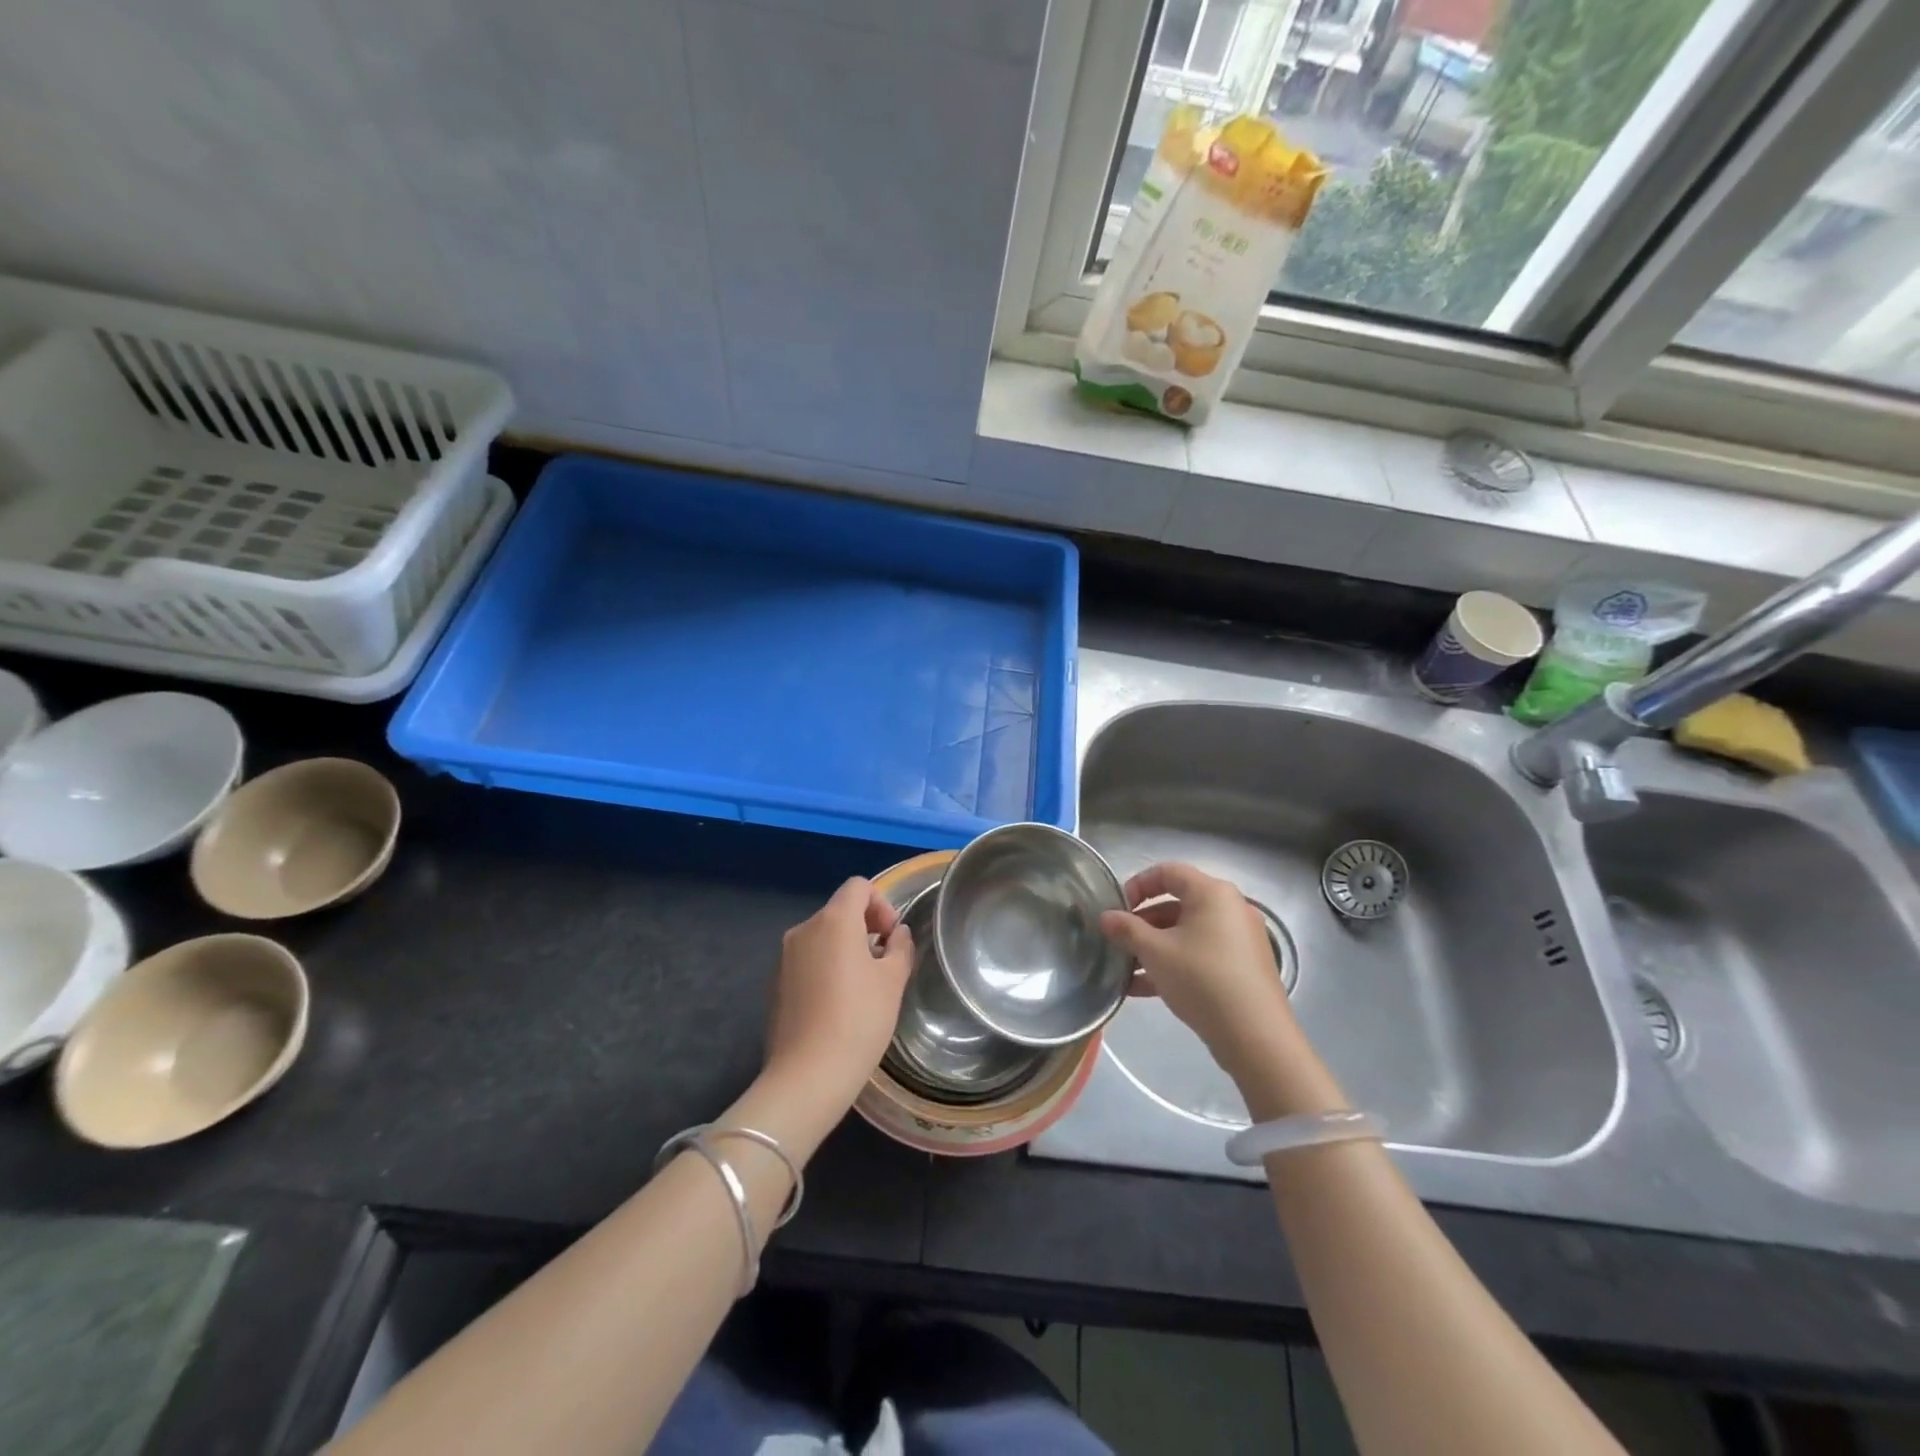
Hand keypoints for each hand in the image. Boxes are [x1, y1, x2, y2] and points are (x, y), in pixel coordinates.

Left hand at [765, 878, 912, 1110]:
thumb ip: (899, 948)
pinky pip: (807, 960)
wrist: (807, 1076)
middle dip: (865, 927)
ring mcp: (784, 957)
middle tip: (884, 963)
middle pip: (839, 910)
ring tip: (863, 987)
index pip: (858, 886)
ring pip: (822, 936)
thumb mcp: (893, 982)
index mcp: (834, 920)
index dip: (881, 903)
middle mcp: (804, 929)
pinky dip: (825, 968)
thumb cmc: (859, 1021)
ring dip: (845, 949)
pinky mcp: (775, 983)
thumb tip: (896, 934)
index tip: (891, 937)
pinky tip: (837, 1005)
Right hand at [1100, 862, 1298, 1078]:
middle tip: (1119, 942)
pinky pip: (1202, 953)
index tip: (1117, 908)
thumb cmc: (1201, 979)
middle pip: (1177, 903)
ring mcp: (1240, 939)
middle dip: (1143, 923)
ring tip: (1126, 969)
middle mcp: (1230, 908)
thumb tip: (1106, 917)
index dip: (1137, 885)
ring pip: (1187, 933)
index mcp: (1212, 893)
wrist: (1255, 1036)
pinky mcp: (1243, 967)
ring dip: (1155, 947)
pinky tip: (1145, 988)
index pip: (1168, 872)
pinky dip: (1175, 963)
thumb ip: (1127, 930)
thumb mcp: (1155, 952)